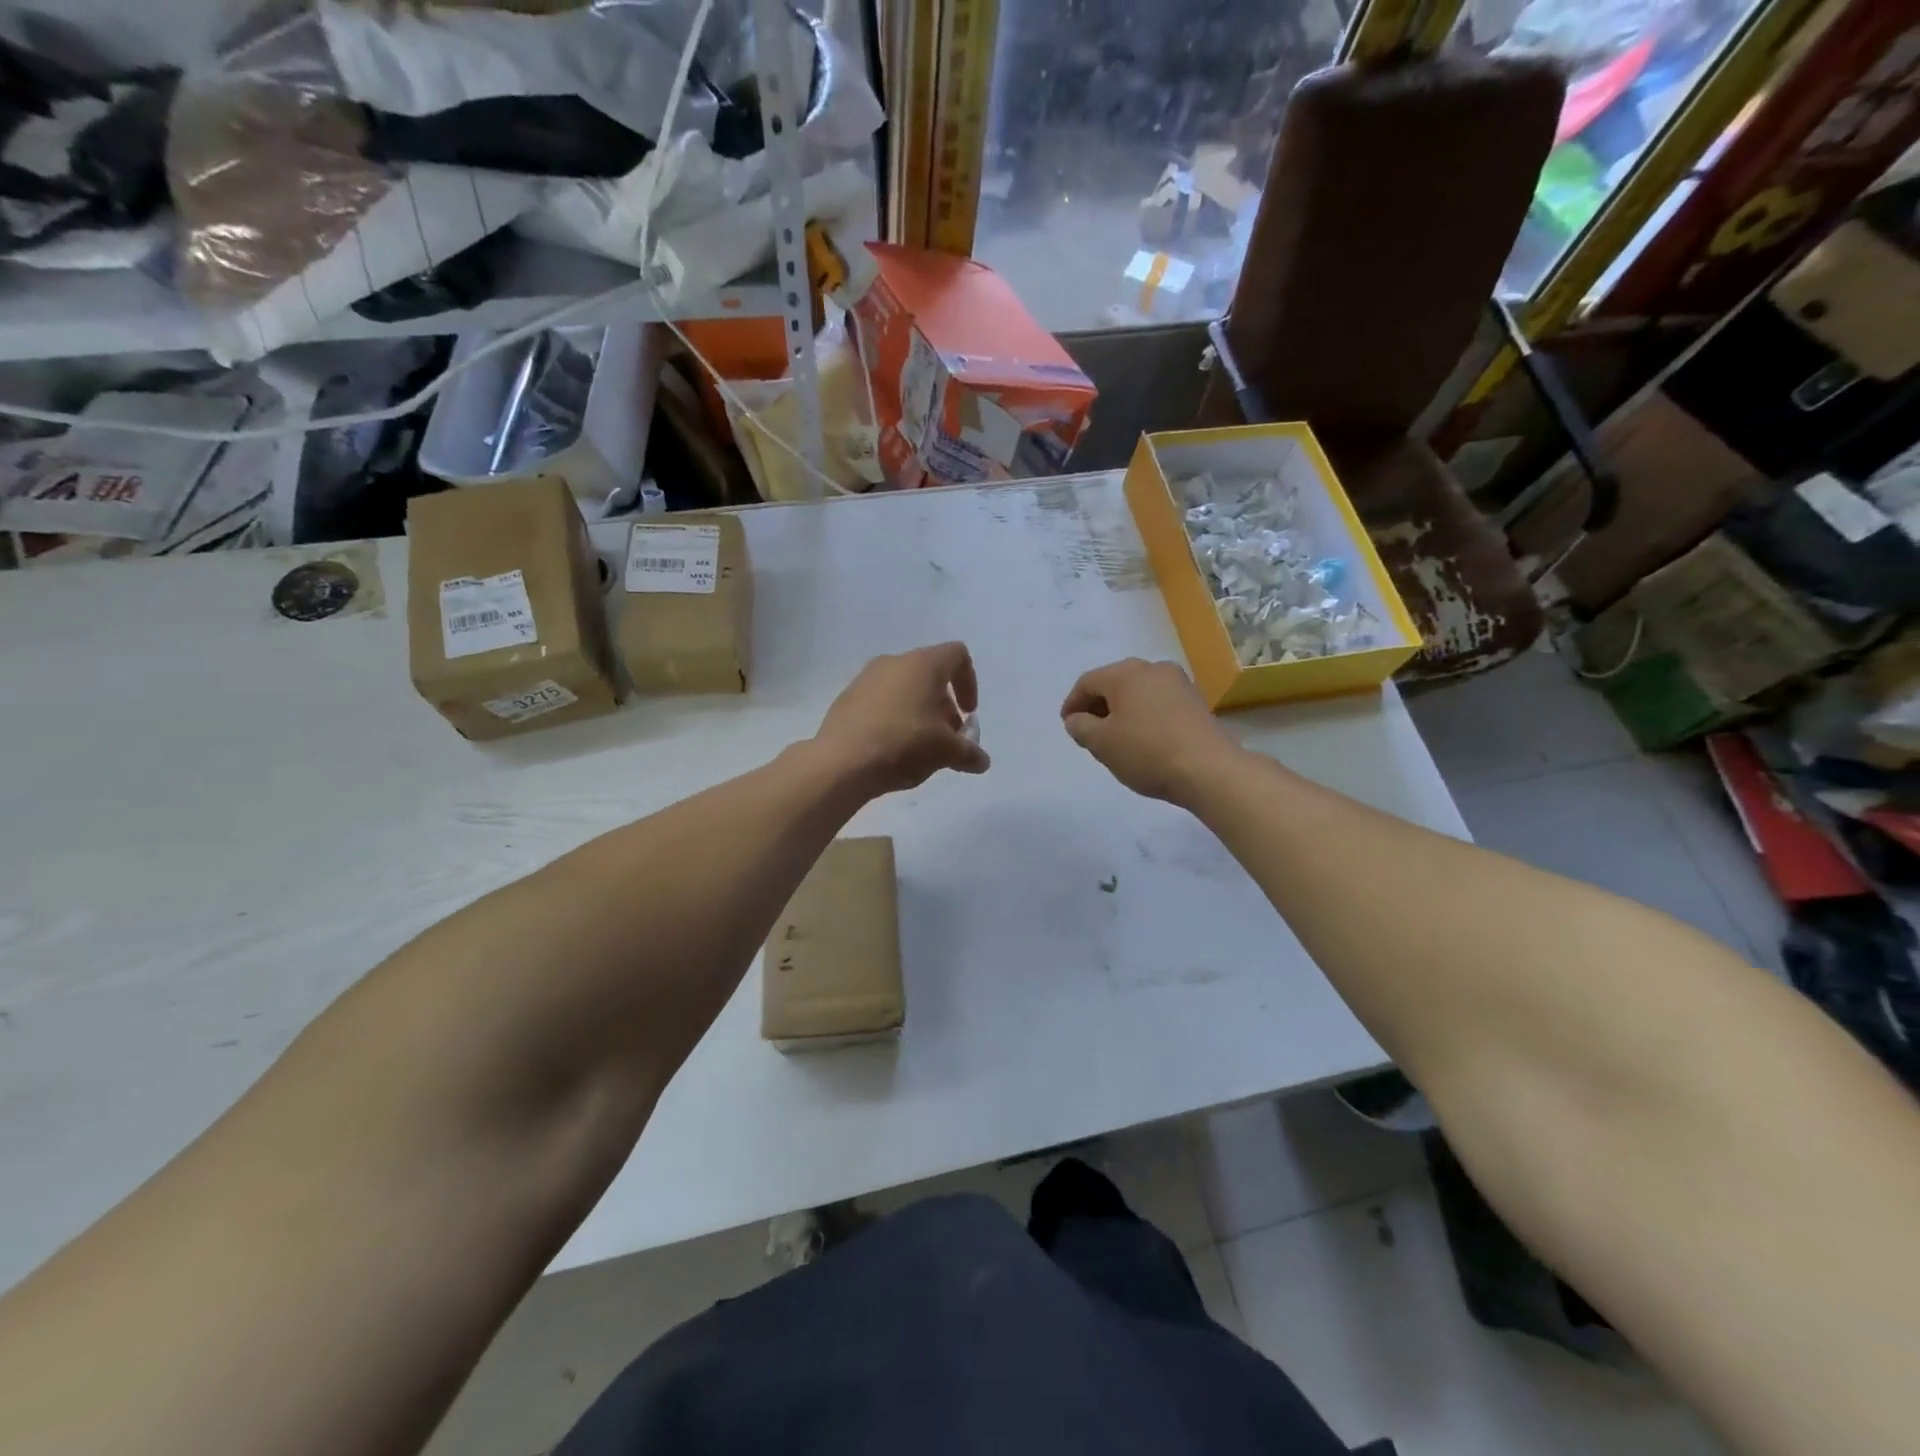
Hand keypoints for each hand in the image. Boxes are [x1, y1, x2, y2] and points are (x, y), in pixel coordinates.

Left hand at [813, 642, 990, 796]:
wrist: (842, 762)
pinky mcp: (847, 698)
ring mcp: (865, 679)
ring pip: (904, 688)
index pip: (957, 655)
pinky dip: (894, 717)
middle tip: (947, 737)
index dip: (970, 682)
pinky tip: (892, 748)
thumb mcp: (946, 752)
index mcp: (922, 664)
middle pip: (930, 674)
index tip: (969, 713)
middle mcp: (893, 662)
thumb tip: (982, 761)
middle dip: (944, 705)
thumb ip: (969, 753)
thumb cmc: (904, 744)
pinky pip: (880, 702)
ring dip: (919, 712)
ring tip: (920, 746)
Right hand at [1060, 658, 1236, 804]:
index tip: (1067, 725)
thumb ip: (1081, 727)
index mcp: (1125, 673)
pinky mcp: (1196, 701)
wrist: (1209, 769)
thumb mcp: (1102, 744)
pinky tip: (1143, 738)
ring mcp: (1178, 683)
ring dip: (1122, 710)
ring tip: (1115, 737)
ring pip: (1138, 691)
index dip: (1072, 703)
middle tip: (1088, 730)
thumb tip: (1076, 719)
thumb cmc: (1147, 752)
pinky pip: (1159, 702)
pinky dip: (1144, 715)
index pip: (1087, 682)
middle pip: (1114, 682)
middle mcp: (1152, 668)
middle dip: (1097, 705)